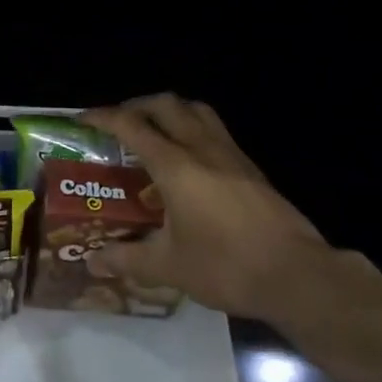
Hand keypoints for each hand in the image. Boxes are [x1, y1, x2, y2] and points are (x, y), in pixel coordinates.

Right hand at [81, 95, 341, 323]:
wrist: (299, 277)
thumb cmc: (227, 266)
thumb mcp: (169, 267)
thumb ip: (127, 259)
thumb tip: (94, 262)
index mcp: (176, 166)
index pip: (132, 126)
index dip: (103, 117)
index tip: (82, 120)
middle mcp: (202, 149)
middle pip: (166, 105)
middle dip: (137, 106)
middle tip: (119, 124)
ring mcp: (232, 156)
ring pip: (197, 111)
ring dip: (170, 112)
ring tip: (155, 132)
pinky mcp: (252, 170)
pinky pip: (216, 131)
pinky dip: (193, 130)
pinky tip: (190, 162)